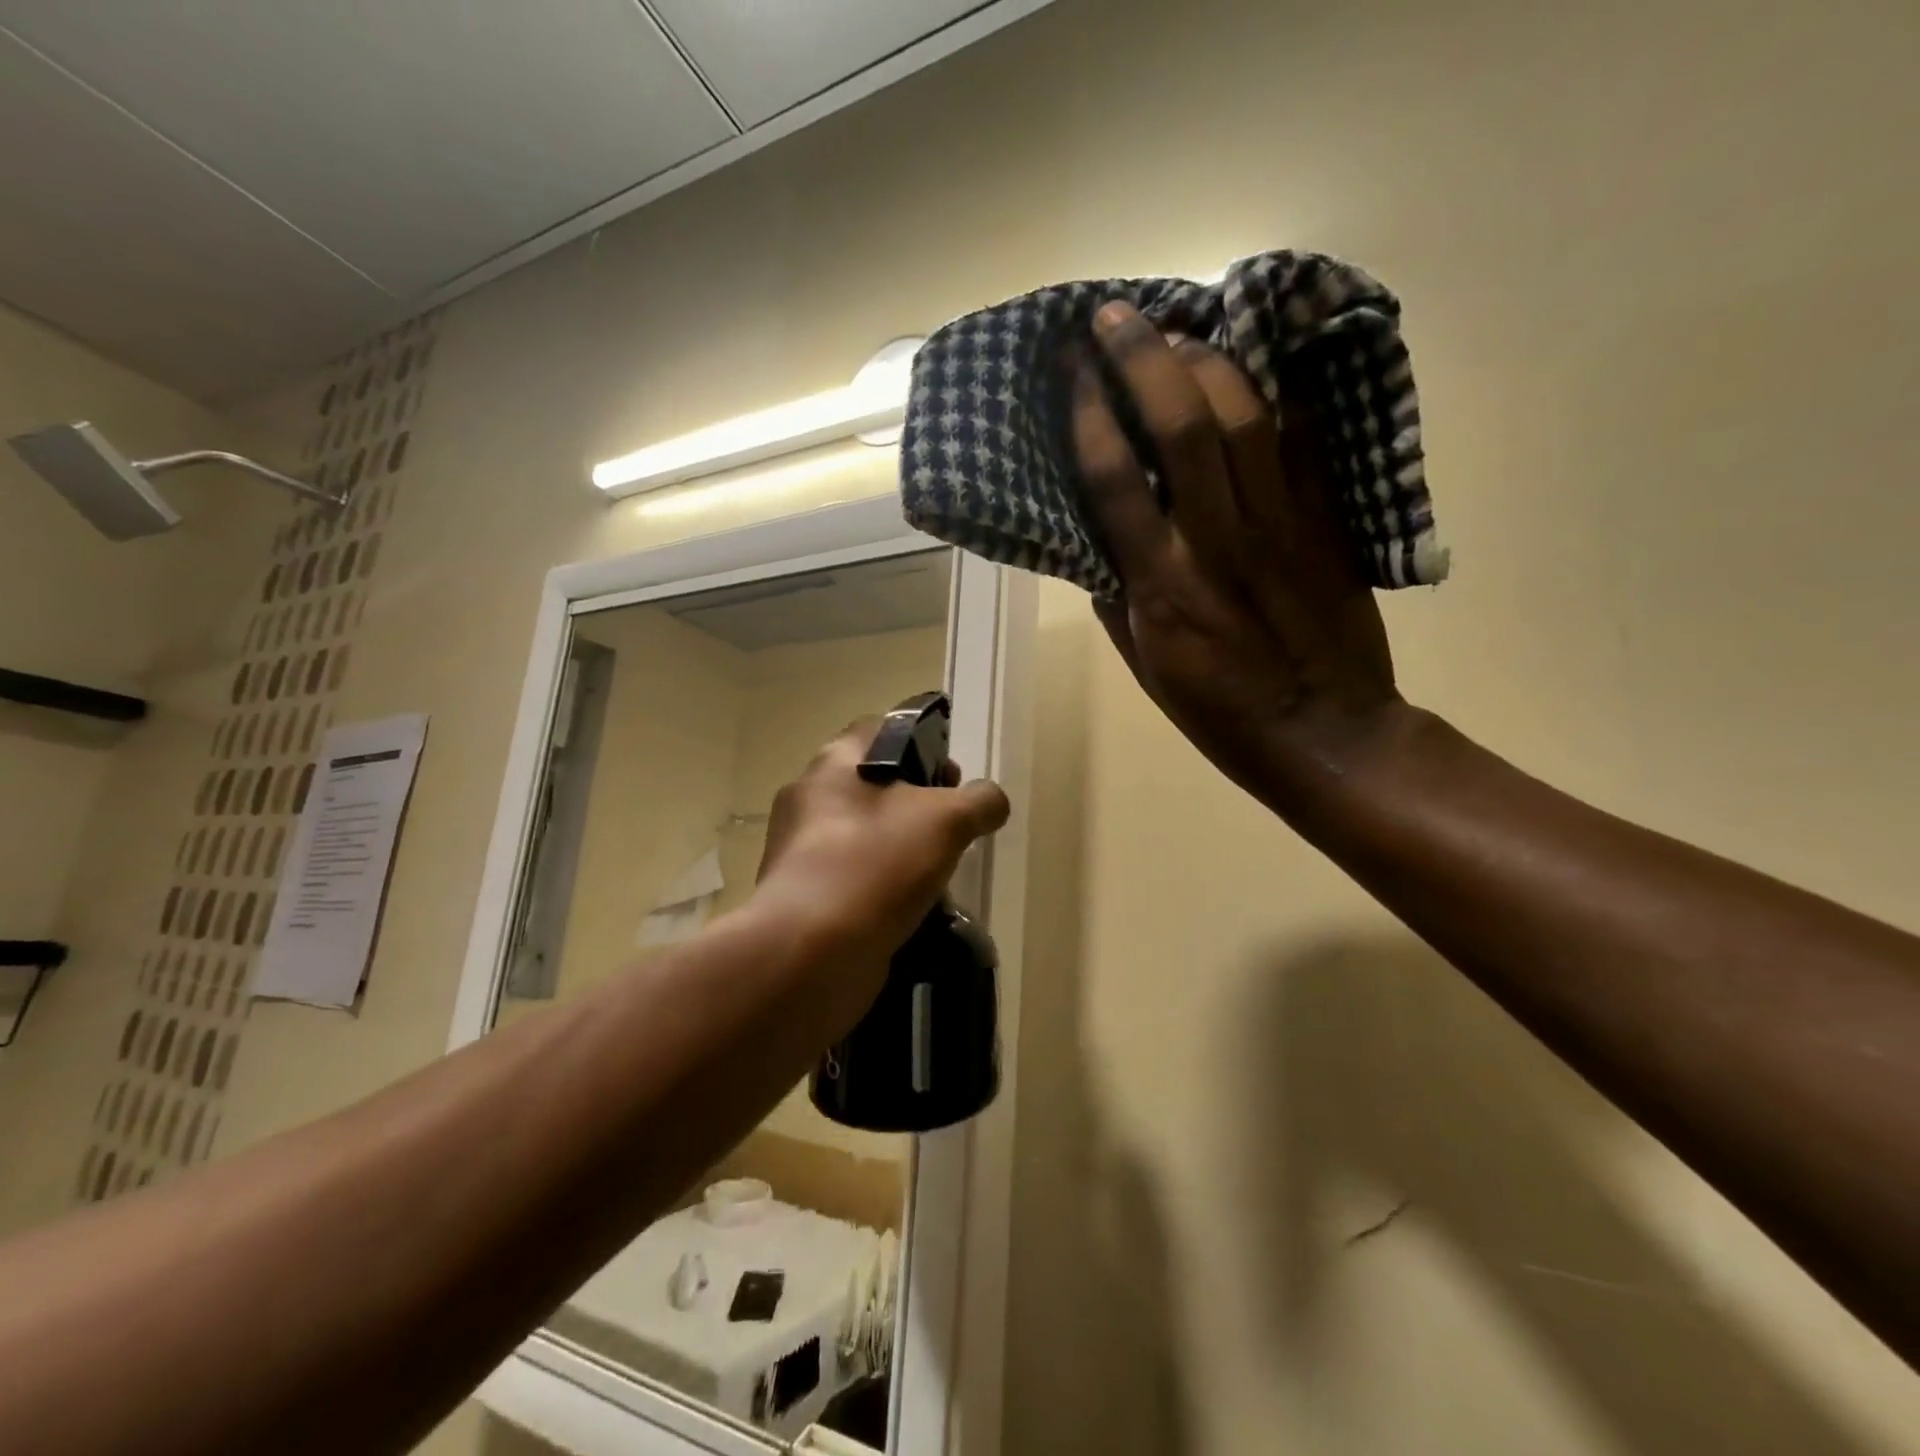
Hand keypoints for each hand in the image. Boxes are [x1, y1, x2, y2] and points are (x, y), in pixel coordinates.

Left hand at [750, 720, 1009, 988]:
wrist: (810, 953)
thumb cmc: (876, 864)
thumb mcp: (947, 821)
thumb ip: (979, 802)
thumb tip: (990, 801)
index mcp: (834, 762)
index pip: (880, 730)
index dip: (923, 744)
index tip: (953, 778)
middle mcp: (809, 798)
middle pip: (874, 786)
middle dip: (918, 805)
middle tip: (952, 829)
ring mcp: (799, 850)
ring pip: (865, 836)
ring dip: (902, 850)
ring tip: (938, 875)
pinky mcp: (801, 897)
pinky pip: (852, 878)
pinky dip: (881, 888)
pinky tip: (911, 910)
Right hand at [1070, 302, 1404, 815]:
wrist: (1327, 735)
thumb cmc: (1220, 714)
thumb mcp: (1146, 668)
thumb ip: (1116, 600)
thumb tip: (1096, 545)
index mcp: (1162, 587)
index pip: (1115, 480)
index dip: (1089, 415)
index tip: (1069, 369)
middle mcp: (1216, 541)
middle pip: (1180, 426)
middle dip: (1143, 358)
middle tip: (1115, 317)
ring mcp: (1279, 526)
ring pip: (1244, 417)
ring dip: (1206, 360)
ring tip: (1178, 331)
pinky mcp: (1326, 524)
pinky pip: (1302, 444)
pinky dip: (1274, 396)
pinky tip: (1253, 366)